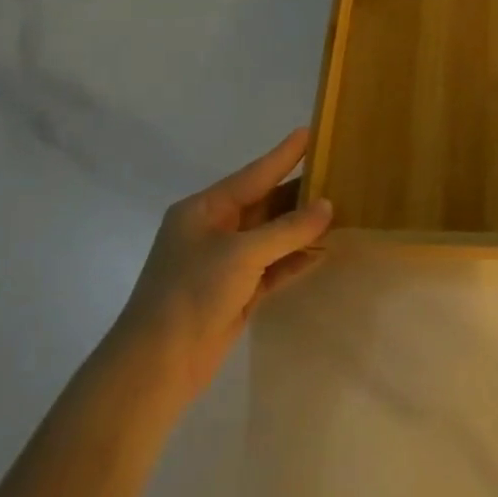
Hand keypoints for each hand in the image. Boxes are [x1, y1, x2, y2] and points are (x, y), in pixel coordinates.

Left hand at [109, 128, 332, 399]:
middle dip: (298, 193)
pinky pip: (273, 267)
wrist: (158, 364)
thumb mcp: (243, 253)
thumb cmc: (193, 292)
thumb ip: (288, 229)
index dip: (283, 155)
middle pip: (264, 204)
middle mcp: (214, 231)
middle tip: (336, 173)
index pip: (253, 175)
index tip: (309, 132)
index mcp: (204, 210)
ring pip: (271, 237)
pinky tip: (323, 252)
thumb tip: (327, 206)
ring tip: (339, 209)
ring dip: (301, 228)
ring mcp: (224, 264)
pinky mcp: (235, 293)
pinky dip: (295, 260)